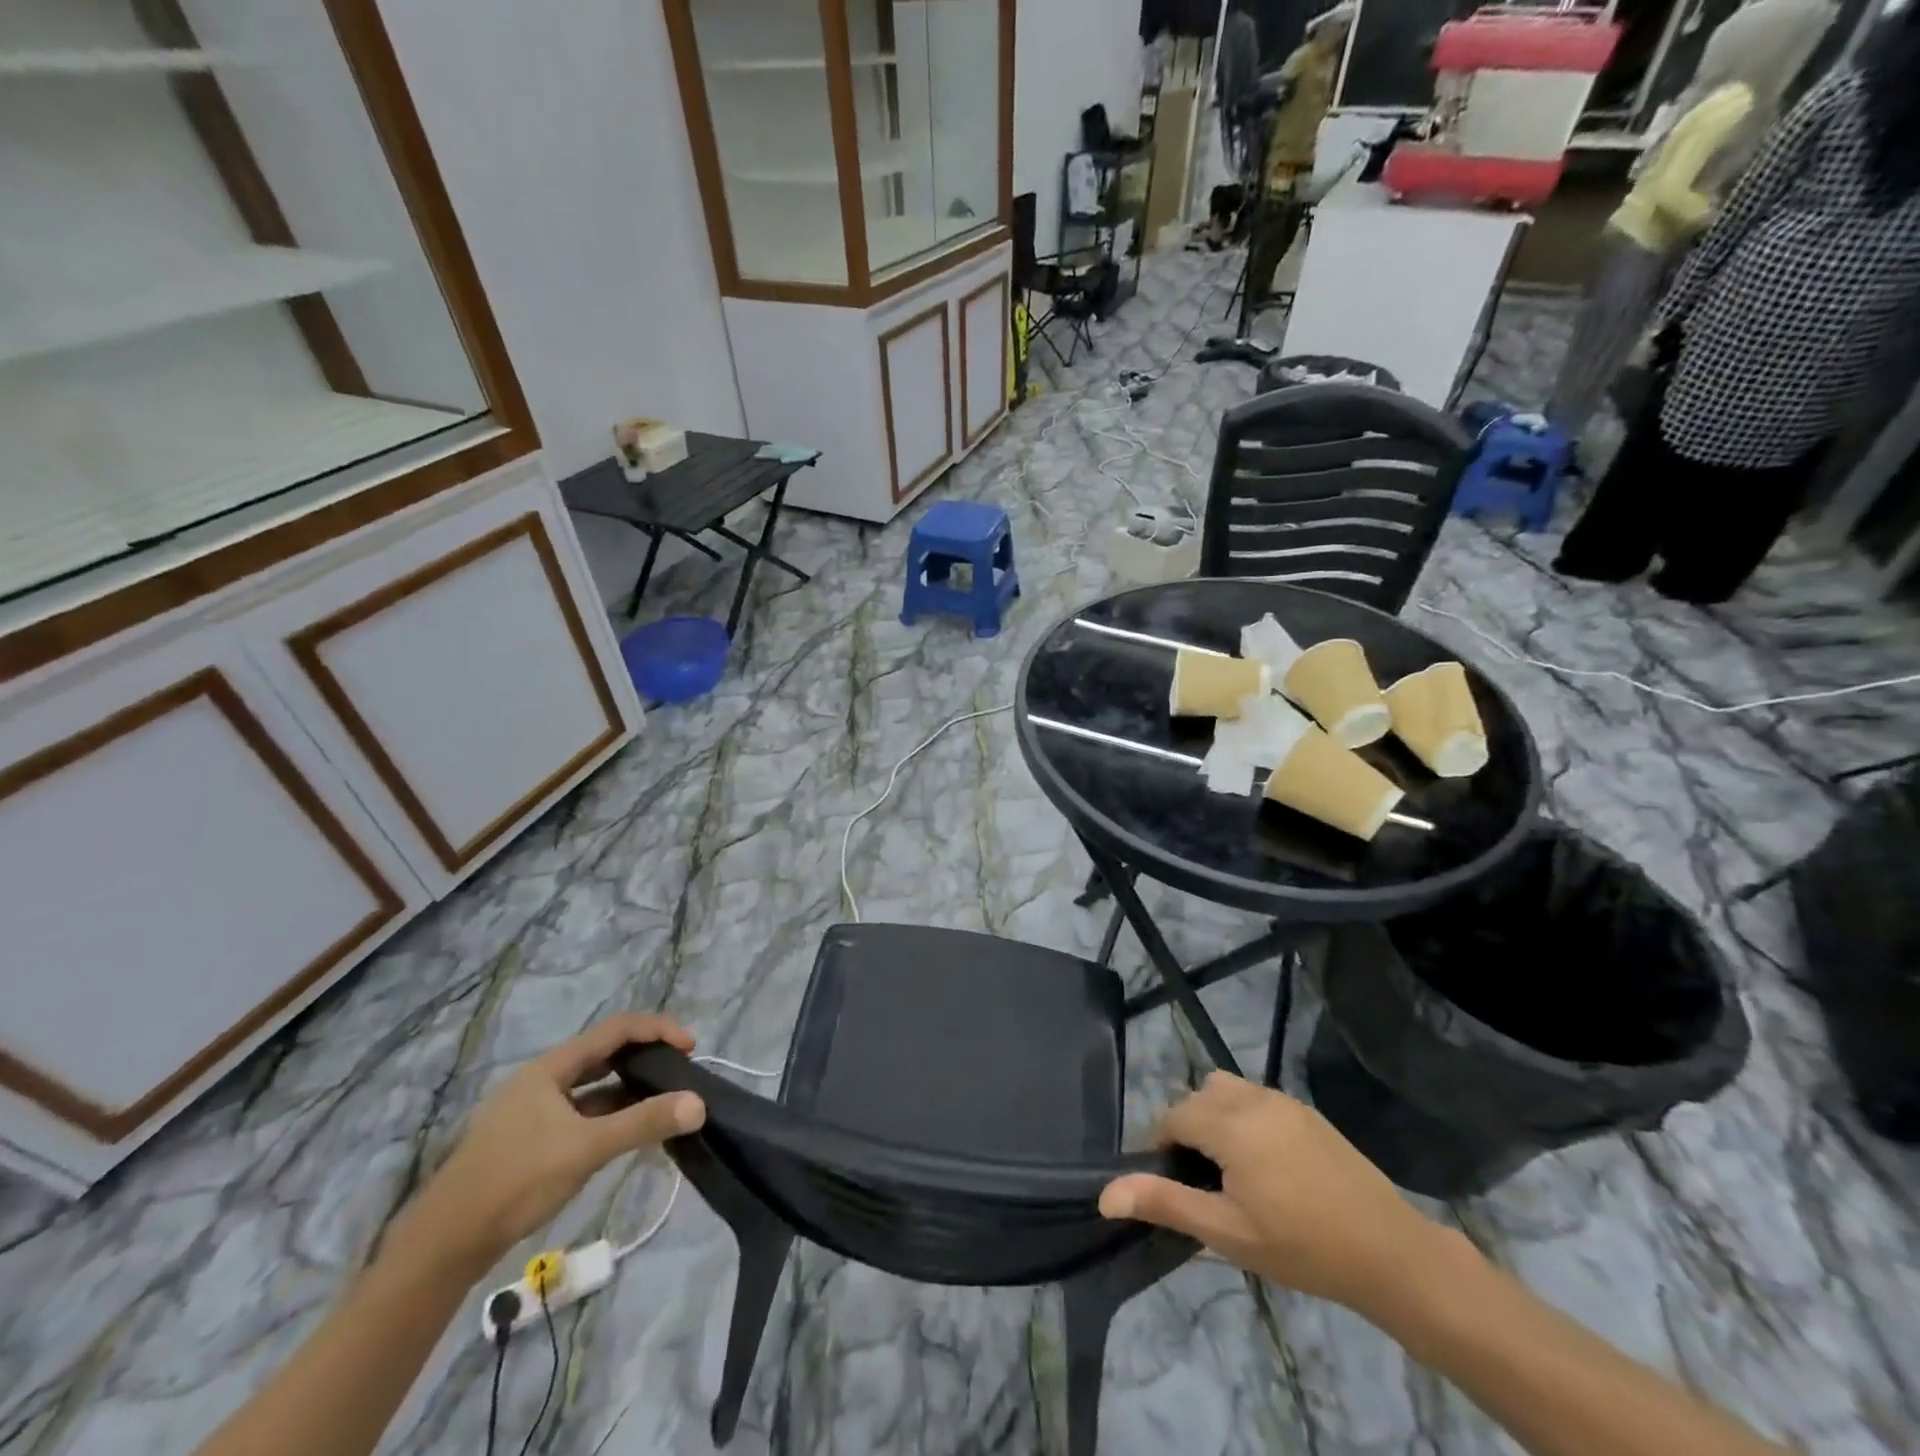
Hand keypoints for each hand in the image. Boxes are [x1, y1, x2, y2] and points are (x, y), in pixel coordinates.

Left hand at [397, 1013, 705, 1269]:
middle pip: (604, 1053)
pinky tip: (627, 1132)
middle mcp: (542, 1080)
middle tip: (679, 1071)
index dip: (656, 1030)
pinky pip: (582, 1112)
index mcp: (551, 1068)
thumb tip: (699, 1104)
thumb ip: (643, 1123)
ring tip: (662, 1100)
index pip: (615, 1029)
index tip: (689, 1047)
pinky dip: (610, 1113)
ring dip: (628, 1087)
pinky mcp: (530, 1140)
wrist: (445, 1244)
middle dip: (644, 1056)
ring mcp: (533, 1111)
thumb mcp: (586, 1149)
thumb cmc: (516, 1181)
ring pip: (592, 1085)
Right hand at [1100, 1073, 1444, 1321]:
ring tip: (1231, 1170)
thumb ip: (1165, 1203)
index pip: (1173, 1116)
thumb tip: (1105, 1194)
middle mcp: (1252, 1098)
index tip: (1175, 1187)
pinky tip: (1267, 1165)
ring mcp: (1283, 1100)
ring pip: (1226, 1089)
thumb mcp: (1227, 1232)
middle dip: (1189, 1130)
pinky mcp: (1306, 1111)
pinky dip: (1244, 1117)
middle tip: (1204, 1184)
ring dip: (1215, 1117)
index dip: (1163, 1148)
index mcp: (1229, 1123)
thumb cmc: (1301, 1247)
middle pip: (1198, 1096)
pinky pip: (1257, 1097)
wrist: (1389, 1252)